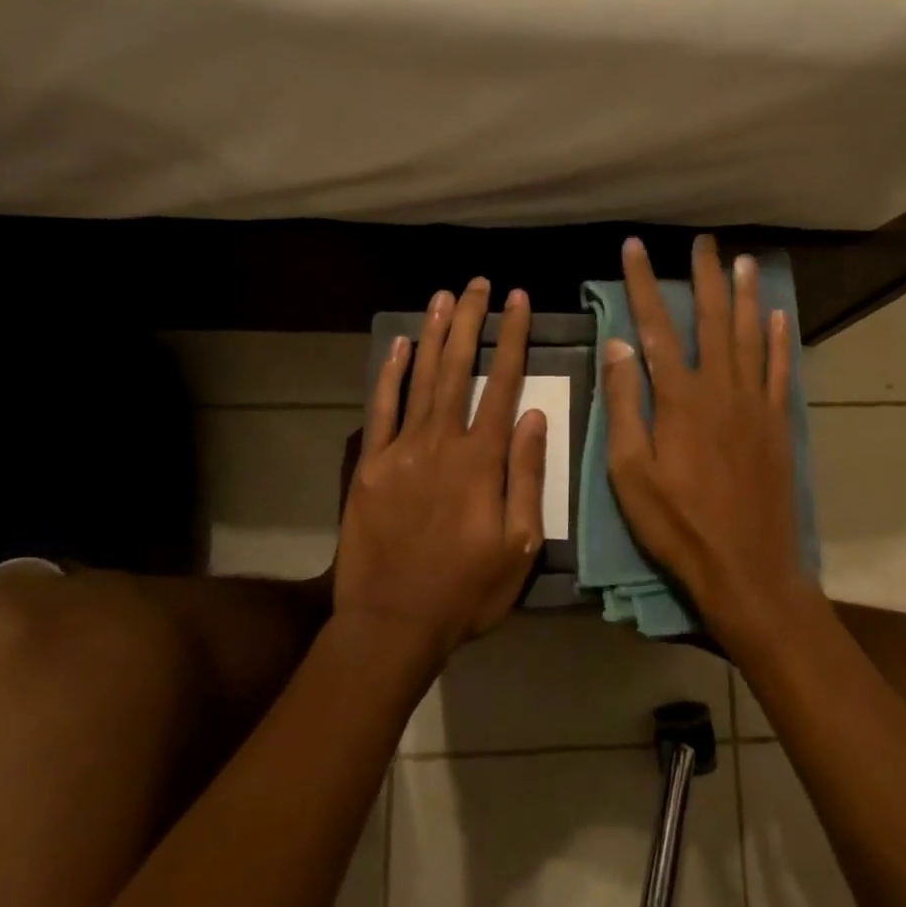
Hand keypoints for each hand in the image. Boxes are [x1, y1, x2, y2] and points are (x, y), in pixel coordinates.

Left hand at [334, 278, 548, 656]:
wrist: (393, 622)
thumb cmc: (467, 590)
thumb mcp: (520, 545)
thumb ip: (527, 476)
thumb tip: (534, 416)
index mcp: (482, 460)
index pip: (503, 384)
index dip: (513, 338)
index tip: (519, 301)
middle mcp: (442, 442)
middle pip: (459, 368)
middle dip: (472, 321)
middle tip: (479, 284)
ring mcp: (401, 450)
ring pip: (421, 378)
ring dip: (435, 334)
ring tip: (445, 296)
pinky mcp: (370, 465)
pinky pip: (381, 410)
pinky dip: (390, 375)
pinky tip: (400, 344)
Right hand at [602, 236, 811, 650]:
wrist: (746, 567)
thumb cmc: (677, 524)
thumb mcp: (629, 471)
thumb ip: (624, 404)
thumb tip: (618, 345)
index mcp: (679, 398)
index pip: (656, 326)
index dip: (643, 284)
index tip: (634, 248)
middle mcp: (721, 388)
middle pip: (712, 319)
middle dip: (704, 277)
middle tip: (702, 242)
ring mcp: (755, 405)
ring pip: (751, 335)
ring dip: (746, 296)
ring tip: (743, 262)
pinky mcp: (778, 425)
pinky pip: (780, 371)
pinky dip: (779, 341)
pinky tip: (778, 318)